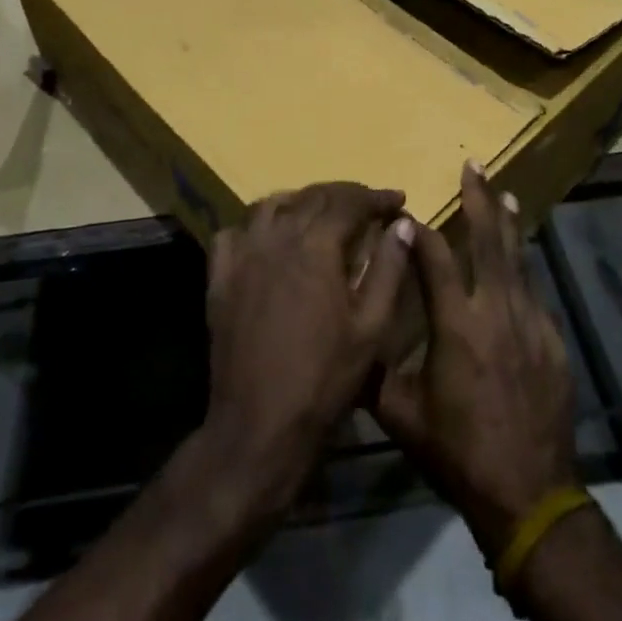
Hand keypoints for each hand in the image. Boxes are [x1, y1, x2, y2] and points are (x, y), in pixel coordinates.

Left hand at [203, 183, 415, 515]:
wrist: (260, 425)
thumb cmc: (325, 379)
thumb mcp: (371, 326)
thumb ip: (389, 268)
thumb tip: (401, 223)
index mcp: (316, 245)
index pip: (350, 202)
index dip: (376, 197)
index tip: (398, 199)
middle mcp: (277, 237)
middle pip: (313, 197)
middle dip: (345, 195)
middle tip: (368, 205)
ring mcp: (243, 254)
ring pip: (272, 205)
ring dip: (302, 201)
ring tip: (322, 213)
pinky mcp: (220, 276)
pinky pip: (235, 232)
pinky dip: (257, 224)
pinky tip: (270, 237)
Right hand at [375, 163, 577, 560]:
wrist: (530, 494)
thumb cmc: (458, 452)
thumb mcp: (401, 416)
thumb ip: (374, 371)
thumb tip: (349, 338)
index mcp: (456, 324)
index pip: (436, 257)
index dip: (421, 230)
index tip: (409, 212)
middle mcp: (496, 311)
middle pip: (490, 239)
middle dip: (480, 198)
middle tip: (474, 166)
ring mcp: (531, 323)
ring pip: (519, 259)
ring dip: (509, 224)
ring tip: (505, 194)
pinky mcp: (553, 341)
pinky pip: (533, 293)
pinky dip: (522, 269)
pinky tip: (518, 264)